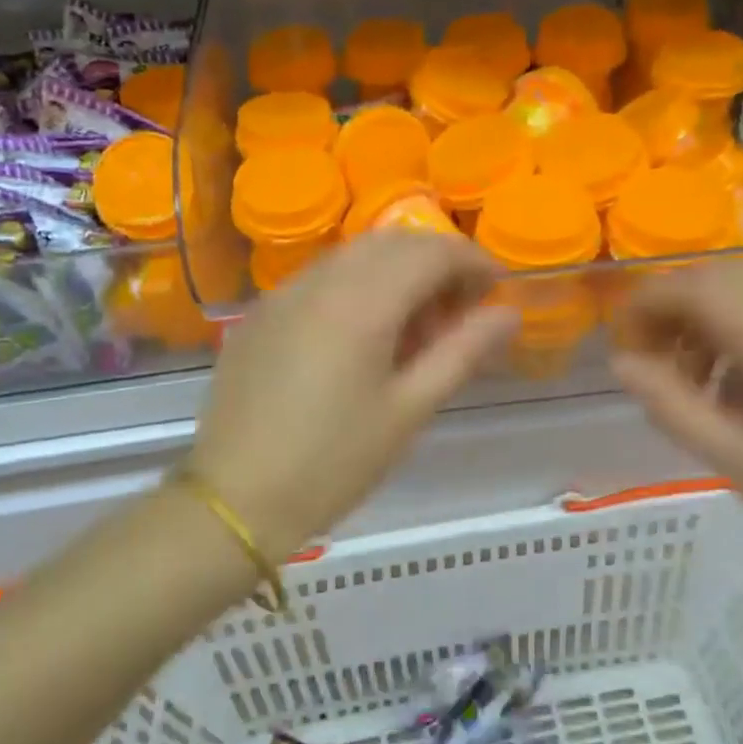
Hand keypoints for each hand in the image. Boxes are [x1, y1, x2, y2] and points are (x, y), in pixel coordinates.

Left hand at [190, 233, 518, 555]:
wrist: (235, 500)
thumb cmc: (334, 462)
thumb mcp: (409, 410)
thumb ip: (463, 352)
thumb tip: (508, 313)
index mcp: (361, 302)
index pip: (431, 251)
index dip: (473, 261)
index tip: (496, 290)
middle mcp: (319, 280)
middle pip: (392, 243)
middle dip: (435, 263)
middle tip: (458, 314)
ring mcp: (282, 293)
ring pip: (353, 257)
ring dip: (395, 273)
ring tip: (413, 330)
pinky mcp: (260, 315)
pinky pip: (320, 279)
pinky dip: (356, 287)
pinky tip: (361, 338)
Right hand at [610, 261, 742, 602]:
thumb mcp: (735, 462)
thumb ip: (671, 404)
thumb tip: (621, 361)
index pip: (703, 289)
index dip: (650, 301)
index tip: (621, 336)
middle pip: (730, 275)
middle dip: (679, 304)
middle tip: (653, 354)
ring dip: (714, 313)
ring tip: (695, 374)